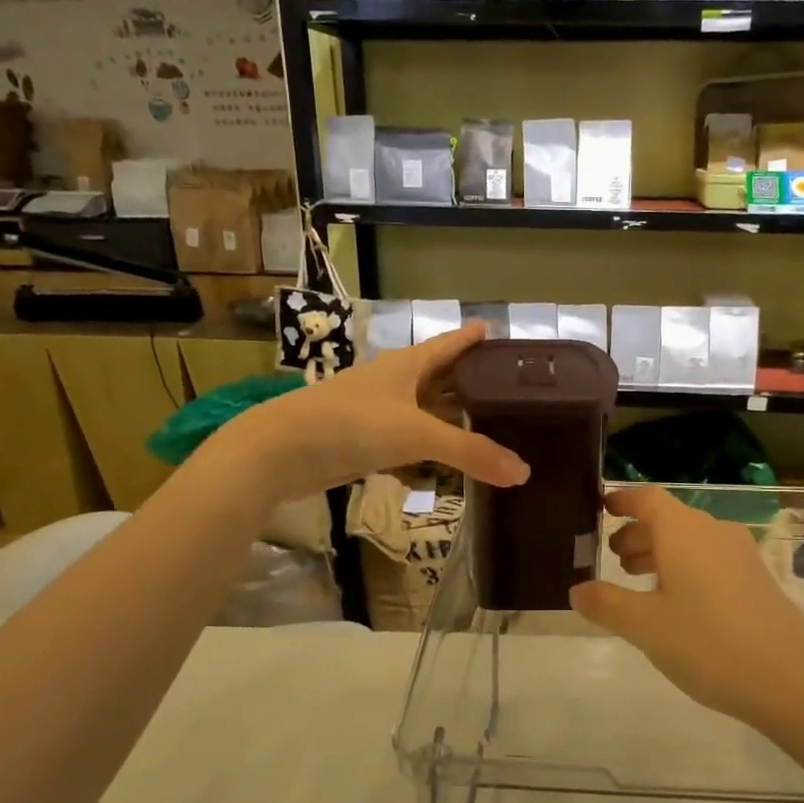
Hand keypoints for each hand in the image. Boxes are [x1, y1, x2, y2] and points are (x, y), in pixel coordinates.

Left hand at [215, 322, 527, 503]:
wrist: (279, 452)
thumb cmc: (351, 424)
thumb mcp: (417, 434)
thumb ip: (470, 452)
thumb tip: (524, 472)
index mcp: (407, 365)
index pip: (449, 344)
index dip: (472, 338)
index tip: (495, 330)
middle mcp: (394, 383)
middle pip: (441, 377)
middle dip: (471, 381)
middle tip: (508, 388)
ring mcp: (377, 412)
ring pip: (425, 411)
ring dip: (451, 417)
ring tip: (488, 424)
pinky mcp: (365, 442)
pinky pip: (409, 440)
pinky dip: (430, 448)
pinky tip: (447, 461)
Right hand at [570, 486, 803, 728]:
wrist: (790, 679)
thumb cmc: (707, 643)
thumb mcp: (645, 626)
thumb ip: (606, 603)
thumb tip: (577, 590)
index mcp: (683, 531)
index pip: (647, 498)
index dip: (622, 500)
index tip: (601, 508)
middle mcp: (713, 531)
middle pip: (668, 519)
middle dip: (637, 534)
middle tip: (610, 557)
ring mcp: (740, 554)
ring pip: (690, 541)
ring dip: (660, 553)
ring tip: (636, 580)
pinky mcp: (756, 578)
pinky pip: (710, 558)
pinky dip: (684, 567)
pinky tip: (675, 603)